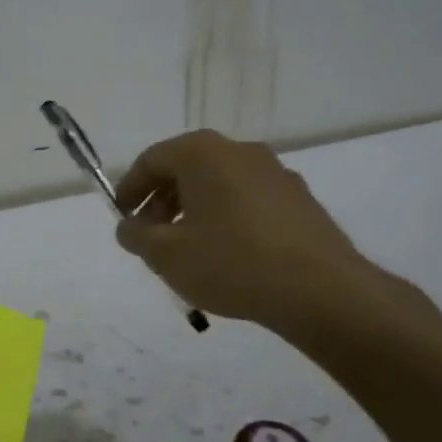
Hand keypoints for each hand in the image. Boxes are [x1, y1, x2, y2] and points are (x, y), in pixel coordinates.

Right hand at [111, 130, 395, 338]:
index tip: (121, 217)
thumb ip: (137, 236)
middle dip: (161, 200)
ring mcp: (275, 173)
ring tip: (187, 248)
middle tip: (150, 236)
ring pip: (219, 184)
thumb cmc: (231, 263)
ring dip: (194, 209)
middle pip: (186, 168)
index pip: (152, 160)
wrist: (320, 290)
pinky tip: (227, 254)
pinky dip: (226, 217)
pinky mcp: (299, 200)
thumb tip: (129, 227)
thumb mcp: (166, 255)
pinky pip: (248, 200)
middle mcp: (240, 151)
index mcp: (203, 153)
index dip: (129, 188)